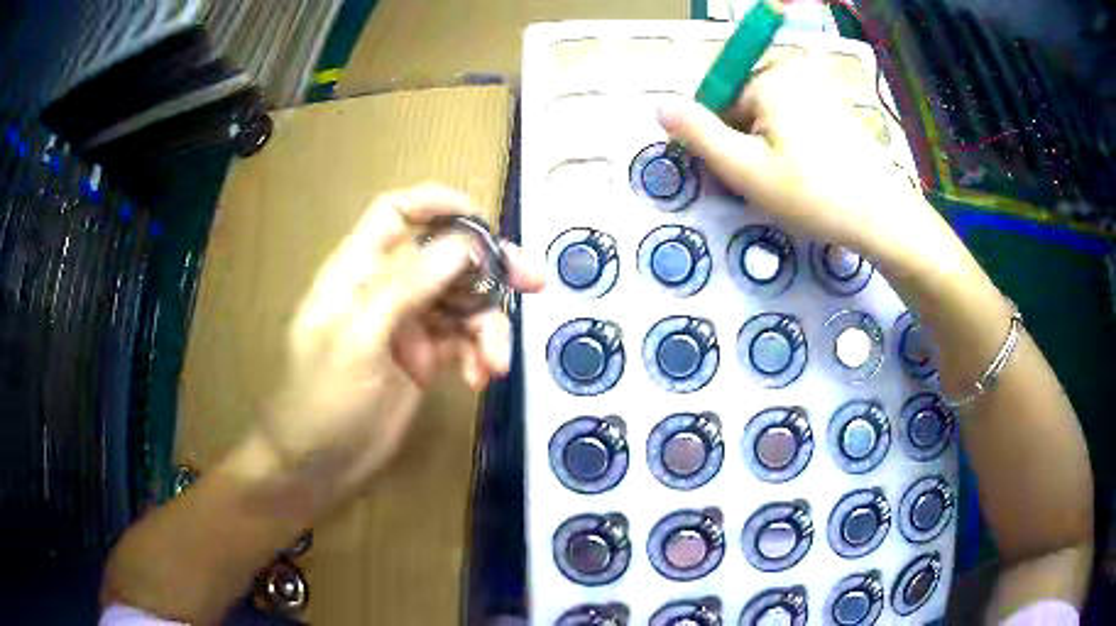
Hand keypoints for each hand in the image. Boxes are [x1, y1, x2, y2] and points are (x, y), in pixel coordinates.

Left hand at [253, 184, 543, 518]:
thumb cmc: (321, 401)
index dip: (438, 204)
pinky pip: (463, 342)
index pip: (397, 213)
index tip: (484, 221)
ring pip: (462, 303)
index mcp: (358, 271)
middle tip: (533, 281)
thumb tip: (463, 247)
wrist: (319, 466)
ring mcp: (408, 325)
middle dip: (490, 268)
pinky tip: (479, 379)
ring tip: (495, 362)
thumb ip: (405, 289)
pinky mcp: (424, 358)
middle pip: (445, 257)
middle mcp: (386, 289)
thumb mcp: (357, 341)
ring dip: (488, 327)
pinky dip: (478, 355)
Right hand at [657, 59, 960, 275]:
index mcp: (770, 78)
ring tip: (786, 186)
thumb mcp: (745, 168)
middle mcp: (794, 73)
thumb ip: (698, 134)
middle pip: (743, 107)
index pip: (717, 102)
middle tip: (762, 186)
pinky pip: (795, 123)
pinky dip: (790, 147)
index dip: (718, 142)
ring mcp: (819, 90)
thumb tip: (660, 104)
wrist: (884, 219)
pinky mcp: (836, 110)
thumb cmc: (814, 194)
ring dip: (766, 150)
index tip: (733, 177)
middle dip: (744, 145)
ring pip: (769, 119)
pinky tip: (806, 176)